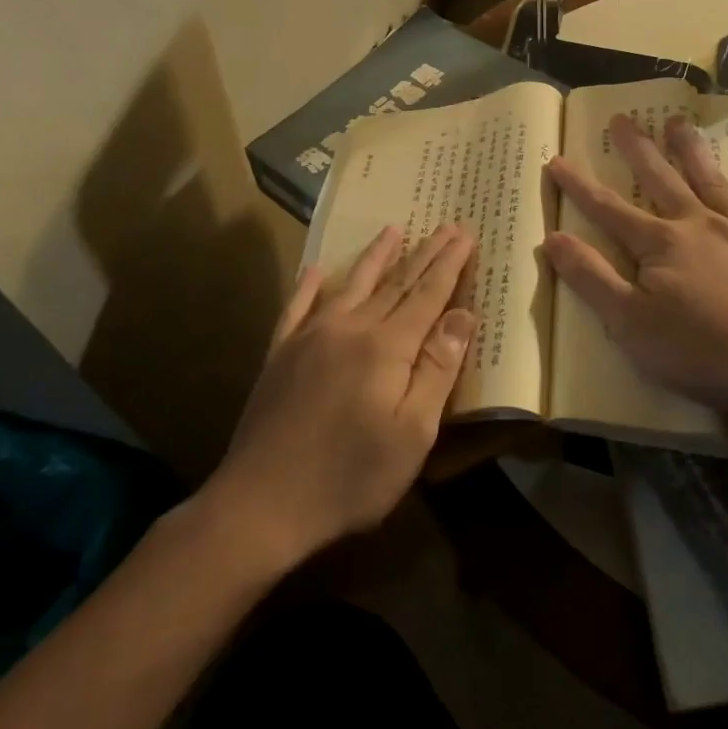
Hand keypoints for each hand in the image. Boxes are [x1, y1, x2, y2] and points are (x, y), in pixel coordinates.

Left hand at [206, 223, 477, 569]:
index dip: (449, 264)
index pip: (427, 294)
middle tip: (446, 225)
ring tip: (393, 230)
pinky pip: (297, 307)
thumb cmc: (350, 477)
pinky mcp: (280, 354)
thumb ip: (438, 370)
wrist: (261, 503)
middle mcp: (349, 328)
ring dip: (375, 256)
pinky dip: (309, 285)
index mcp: (387, 347)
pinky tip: (316, 269)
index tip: (466, 234)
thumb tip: (462, 315)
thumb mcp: (412, 435)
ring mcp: (309, 337)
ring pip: (351, 284)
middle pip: (395, 283)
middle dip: (424, 253)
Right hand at [545, 114, 727, 431]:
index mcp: (660, 244)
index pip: (608, 209)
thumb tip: (552, 238)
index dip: (579, 186)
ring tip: (679, 121)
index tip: (556, 160)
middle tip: (623, 117)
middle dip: (637, 149)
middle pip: (660, 180)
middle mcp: (698, 226)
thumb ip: (591, 278)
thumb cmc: (699, 352)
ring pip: (711, 181)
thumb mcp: (628, 323)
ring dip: (692, 151)